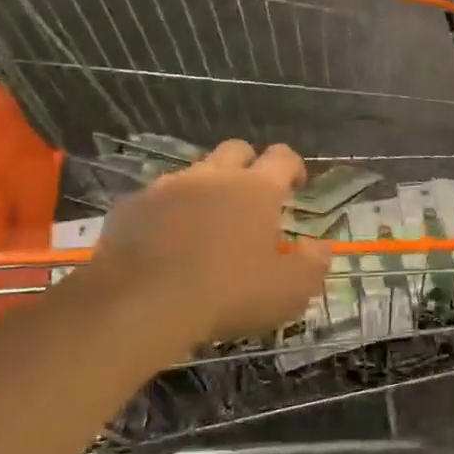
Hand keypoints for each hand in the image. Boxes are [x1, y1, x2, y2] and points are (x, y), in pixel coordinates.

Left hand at [68, 140, 330, 359]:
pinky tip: (163, 242)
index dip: (293, 167)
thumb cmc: (228, 293)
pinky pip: (154, 200)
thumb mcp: (288, 289)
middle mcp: (213, 175)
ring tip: (205, 225)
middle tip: (251, 198)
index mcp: (256, 188)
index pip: (283, 157)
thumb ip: (313, 263)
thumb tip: (322, 246)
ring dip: (205, 190)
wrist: (141, 303)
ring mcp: (168, 187)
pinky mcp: (131, 207)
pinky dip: (165, 214)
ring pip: (193, 173)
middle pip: (236, 150)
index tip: (296, 185)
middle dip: (248, 165)